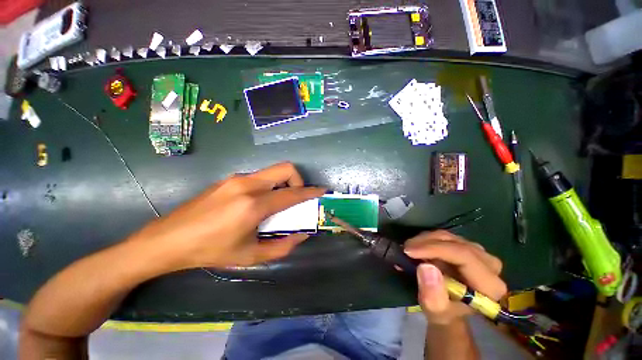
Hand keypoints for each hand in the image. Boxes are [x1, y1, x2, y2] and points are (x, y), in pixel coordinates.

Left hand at [130, 162, 324, 269]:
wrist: (168, 240)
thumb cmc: (210, 251)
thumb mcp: (250, 256)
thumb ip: (282, 246)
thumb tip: (302, 234)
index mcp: (253, 205)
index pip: (292, 193)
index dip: (310, 192)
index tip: (321, 191)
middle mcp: (247, 185)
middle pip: (285, 168)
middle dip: (297, 180)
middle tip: (295, 198)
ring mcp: (237, 179)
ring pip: (272, 171)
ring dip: (282, 184)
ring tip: (277, 204)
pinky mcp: (230, 179)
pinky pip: (260, 177)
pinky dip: (269, 186)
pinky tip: (259, 203)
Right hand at [404, 231, 506, 324]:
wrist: (450, 308)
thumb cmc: (444, 312)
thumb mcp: (436, 312)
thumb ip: (433, 295)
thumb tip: (425, 267)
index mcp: (489, 285)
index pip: (463, 255)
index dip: (434, 249)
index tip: (409, 251)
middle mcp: (490, 264)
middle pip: (455, 243)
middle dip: (425, 243)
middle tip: (405, 250)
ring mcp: (479, 252)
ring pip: (448, 236)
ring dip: (424, 240)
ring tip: (409, 250)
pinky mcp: (467, 246)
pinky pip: (444, 236)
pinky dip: (427, 240)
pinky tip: (416, 247)